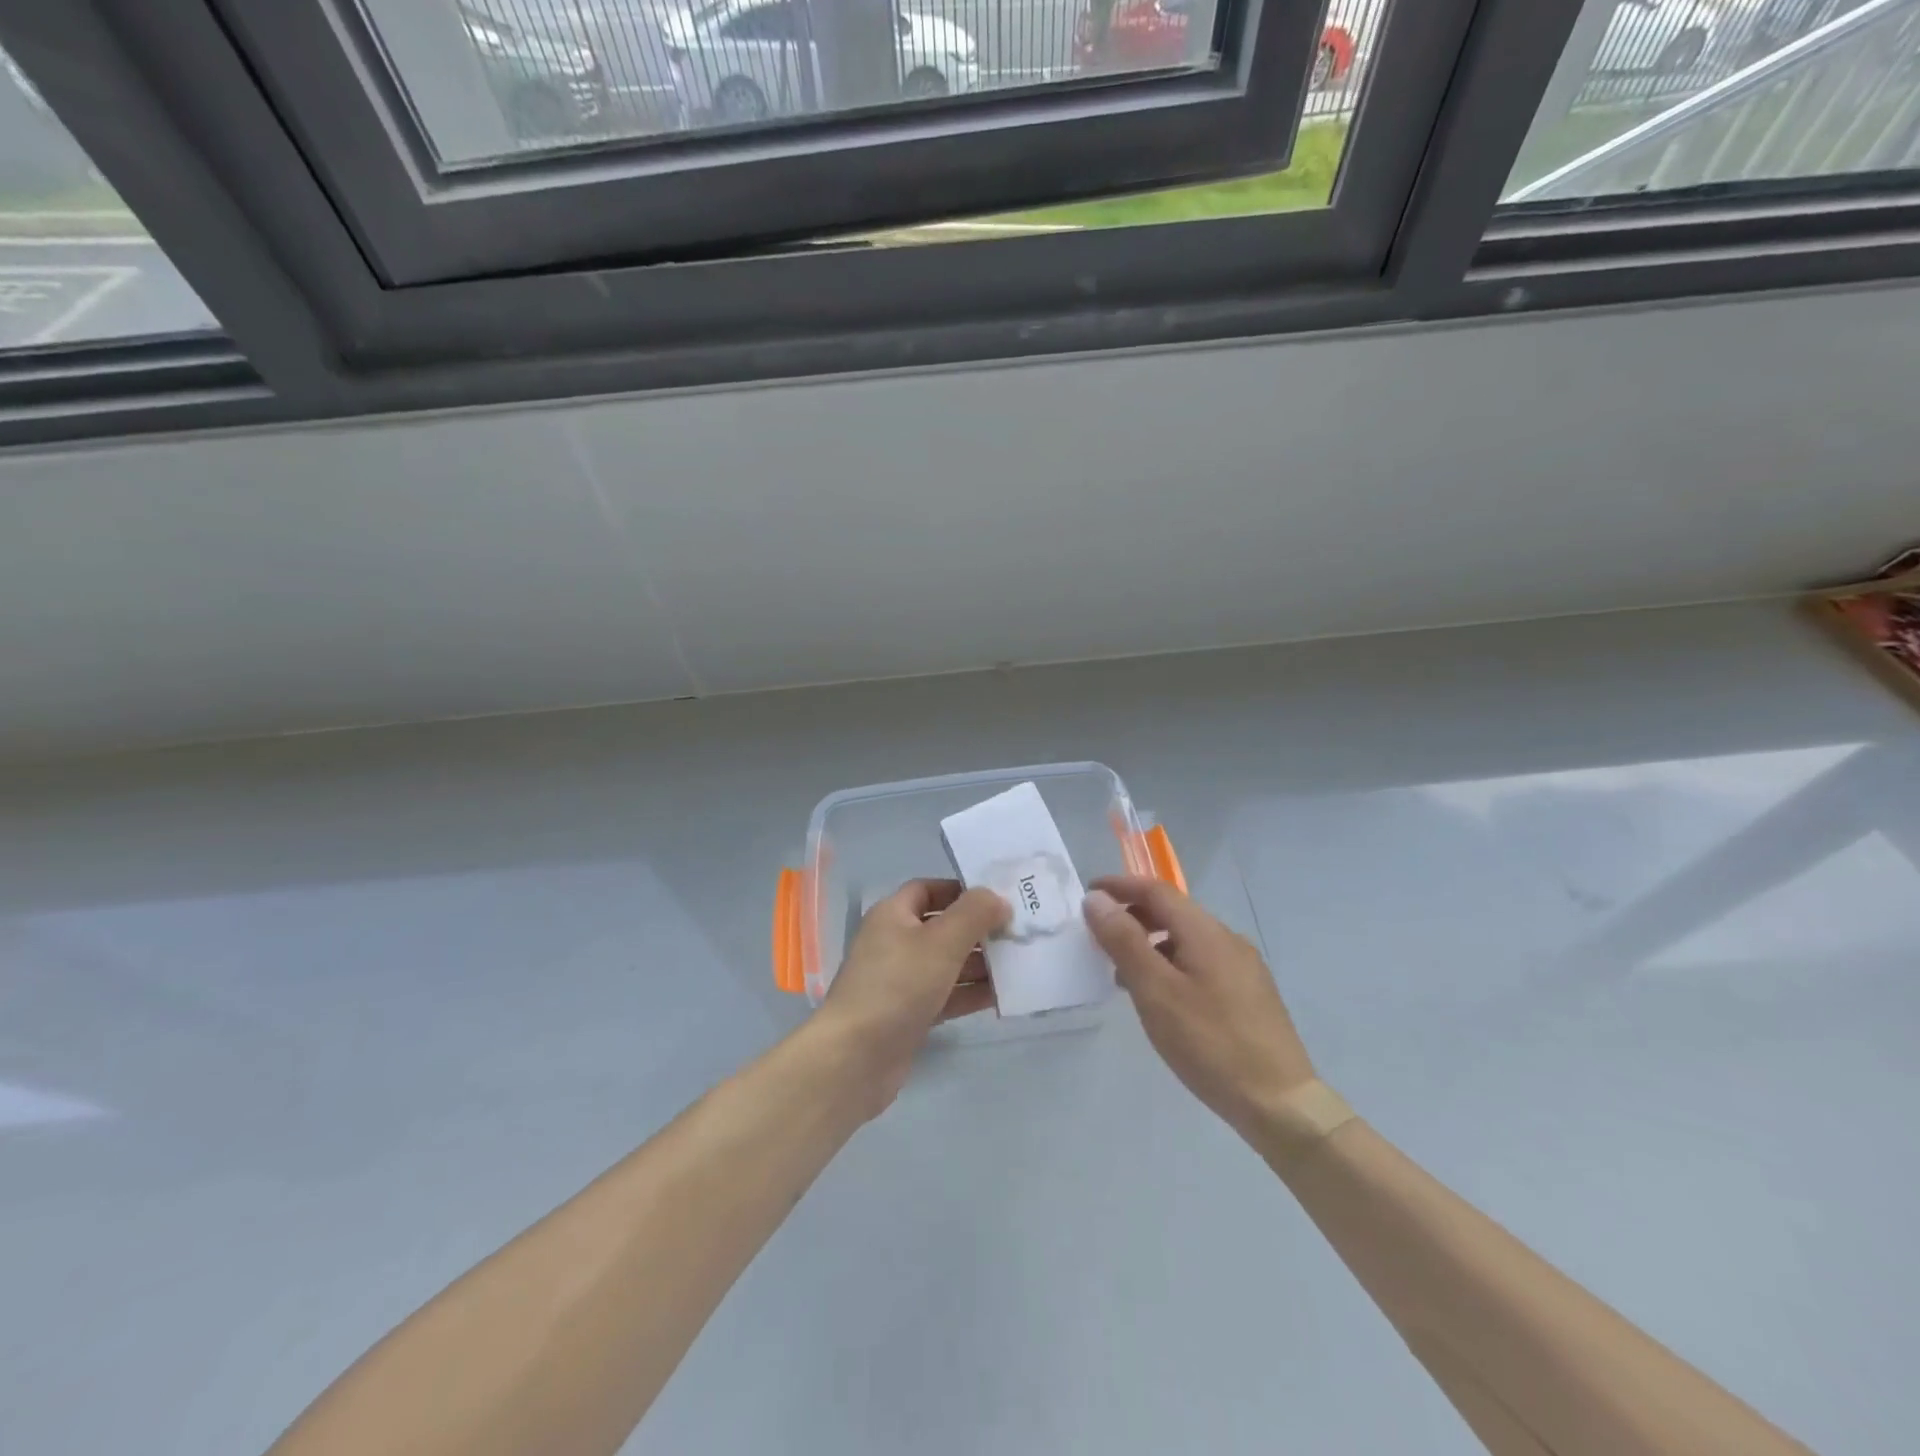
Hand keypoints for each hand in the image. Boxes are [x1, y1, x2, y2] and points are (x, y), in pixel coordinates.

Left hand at [815, 878, 1009, 1117]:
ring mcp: (900, 980)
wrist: (856, 1058)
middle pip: (942, 927)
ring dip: (980, 963)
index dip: (961, 890)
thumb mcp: (941, 942)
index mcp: (892, 914)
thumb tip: (997, 898)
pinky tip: (1003, 996)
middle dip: (978, 929)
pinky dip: (970, 993)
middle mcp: (894, 942)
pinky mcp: (909, 1013)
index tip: (998, 898)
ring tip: (1020, 963)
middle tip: (1019, 933)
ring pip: (946, 963)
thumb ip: (974, 914)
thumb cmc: (898, 985)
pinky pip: (945, 994)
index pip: (928, 890)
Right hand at [1083, 874, 1315, 1140]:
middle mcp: (1228, 939)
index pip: (1156, 891)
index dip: (1120, 887)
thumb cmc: (1210, 1043)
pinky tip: (1162, 999)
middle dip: (1133, 916)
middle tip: (1099, 937)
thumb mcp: (1155, 991)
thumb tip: (1097, 899)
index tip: (1088, 895)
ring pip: (1187, 939)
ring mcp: (1244, 967)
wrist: (1281, 1103)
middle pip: (1173, 912)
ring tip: (1123, 974)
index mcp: (1205, 932)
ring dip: (1151, 944)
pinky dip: (1171, 964)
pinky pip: (1201, 962)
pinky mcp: (1251, 994)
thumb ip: (1124, 941)